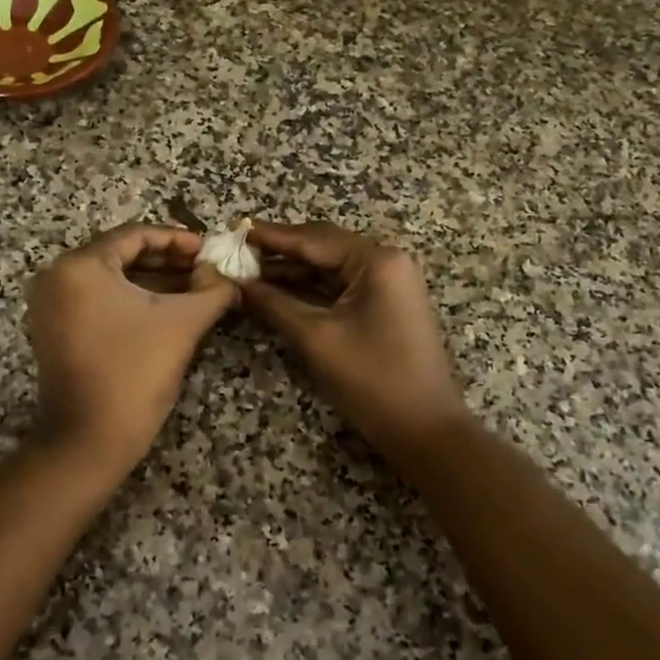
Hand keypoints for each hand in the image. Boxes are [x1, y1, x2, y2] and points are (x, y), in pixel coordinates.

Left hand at [24, 224, 237, 474]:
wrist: (90, 440)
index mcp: (80, 265)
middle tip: (205, 269)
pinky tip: (166, 308)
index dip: (178, 240)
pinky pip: (97, 301)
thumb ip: (211, 289)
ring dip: (152, 281)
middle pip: (120, 255)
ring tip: (195, 288)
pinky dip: (130, 301)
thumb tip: (225, 273)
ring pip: (110, 279)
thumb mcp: (182, 323)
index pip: (136, 235)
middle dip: (167, 261)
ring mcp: (50, 305)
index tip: (210, 251)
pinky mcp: (54, 330)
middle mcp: (56, 277)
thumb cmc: (136, 372)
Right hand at [241, 222, 468, 460]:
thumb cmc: (372, 379)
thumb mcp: (316, 339)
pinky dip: (309, 289)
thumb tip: (235, 284)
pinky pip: (340, 287)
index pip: (314, 239)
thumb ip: (273, 305)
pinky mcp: (385, 306)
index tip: (235, 230)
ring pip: (330, 268)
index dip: (272, 236)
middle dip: (280, 251)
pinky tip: (277, 291)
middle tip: (237, 252)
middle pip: (323, 247)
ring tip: (248, 272)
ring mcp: (388, 284)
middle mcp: (386, 263)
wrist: (425, 430)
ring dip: (292, 271)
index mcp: (377, 261)